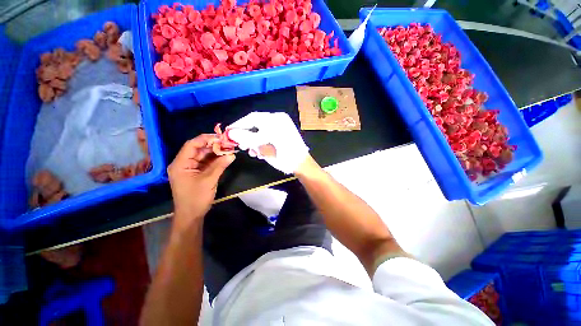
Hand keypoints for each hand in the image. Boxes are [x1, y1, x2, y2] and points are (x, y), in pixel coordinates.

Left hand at [167, 134, 234, 229]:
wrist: (191, 215)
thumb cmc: (196, 198)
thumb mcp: (209, 180)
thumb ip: (220, 166)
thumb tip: (232, 154)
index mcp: (181, 164)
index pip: (192, 145)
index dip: (205, 139)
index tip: (220, 137)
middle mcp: (184, 163)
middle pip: (199, 149)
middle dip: (213, 145)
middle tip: (228, 143)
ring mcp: (191, 168)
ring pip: (204, 156)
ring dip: (216, 153)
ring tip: (229, 149)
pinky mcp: (197, 173)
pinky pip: (207, 163)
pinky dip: (216, 160)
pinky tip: (225, 157)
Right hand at [227, 112, 308, 173]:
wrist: (302, 164)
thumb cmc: (285, 157)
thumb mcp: (265, 148)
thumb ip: (247, 139)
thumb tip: (231, 132)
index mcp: (275, 120)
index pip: (252, 119)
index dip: (239, 125)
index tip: (229, 131)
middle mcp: (278, 119)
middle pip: (256, 123)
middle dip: (247, 135)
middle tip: (242, 146)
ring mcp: (282, 124)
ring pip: (261, 129)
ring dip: (254, 140)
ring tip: (252, 151)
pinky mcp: (284, 131)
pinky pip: (268, 132)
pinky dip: (262, 140)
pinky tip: (259, 151)